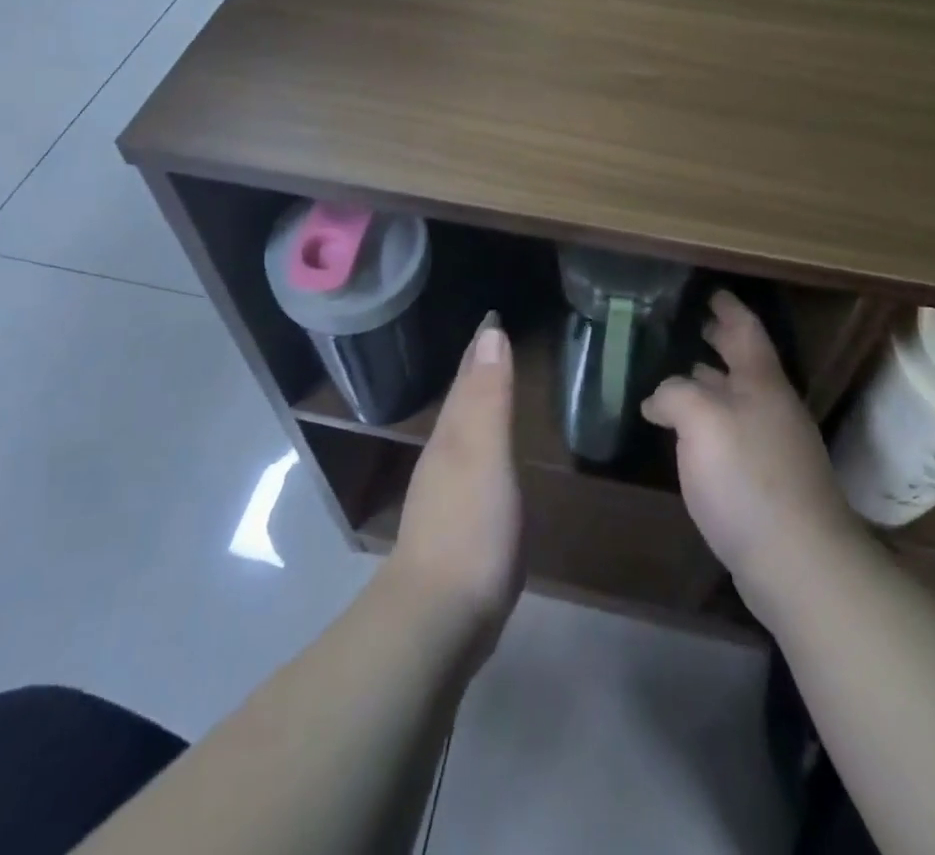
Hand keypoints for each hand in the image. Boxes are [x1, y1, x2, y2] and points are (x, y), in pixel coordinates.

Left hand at [388, 313, 523, 648]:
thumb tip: (491, 332)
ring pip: (464, 434)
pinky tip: (491, 461)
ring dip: (479, 407)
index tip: (492, 317)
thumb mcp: (485, 453)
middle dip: (477, 371)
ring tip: (494, 390)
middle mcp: (444, 456)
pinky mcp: (458, 527)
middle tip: (495, 343)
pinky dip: (484, 448)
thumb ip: (489, 396)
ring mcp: (447, 494)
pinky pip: (473, 468)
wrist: (439, 617)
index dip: (480, 347)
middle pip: (462, 402)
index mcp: (452, 435)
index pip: (467, 377)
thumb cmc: (470, 527)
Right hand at [642, 291, 856, 613]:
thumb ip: (675, 394)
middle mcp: (772, 408)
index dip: (728, 308)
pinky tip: (690, 435)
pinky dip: (711, 420)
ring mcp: (774, 447)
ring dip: (711, 382)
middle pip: (744, 363)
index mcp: (761, 383)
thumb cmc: (748, 477)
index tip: (712, 292)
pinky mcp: (768, 483)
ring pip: (737, 399)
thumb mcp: (701, 421)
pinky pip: (734, 433)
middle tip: (692, 325)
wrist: (799, 563)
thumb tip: (659, 399)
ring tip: (680, 374)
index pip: (745, 330)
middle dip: (720, 341)